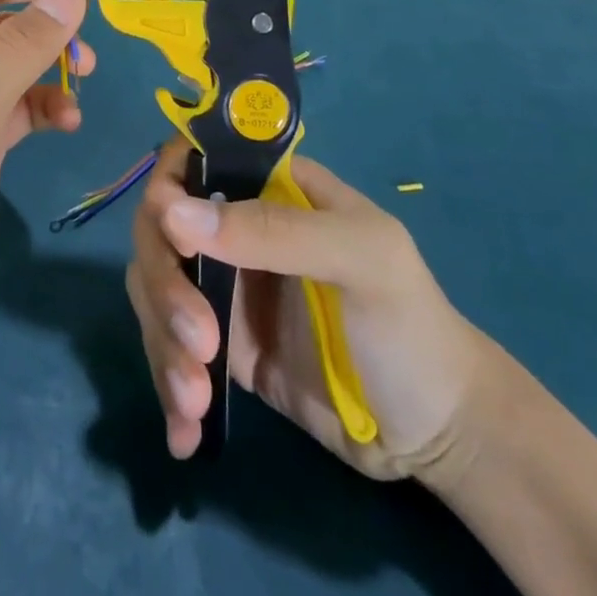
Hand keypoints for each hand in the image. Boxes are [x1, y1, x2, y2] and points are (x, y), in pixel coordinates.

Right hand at [127, 140, 488, 479]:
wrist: (438, 434)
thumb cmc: (410, 324)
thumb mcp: (360, 259)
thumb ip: (275, 231)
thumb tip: (173, 213)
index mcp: (271, 188)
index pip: (195, 161)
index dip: (168, 187)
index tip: (169, 234)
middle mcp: (239, 227)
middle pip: (162, 228)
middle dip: (166, 285)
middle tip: (198, 344)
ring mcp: (229, 288)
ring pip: (157, 288)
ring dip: (163, 343)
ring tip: (194, 402)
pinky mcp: (227, 346)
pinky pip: (173, 347)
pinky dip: (167, 386)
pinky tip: (183, 433)